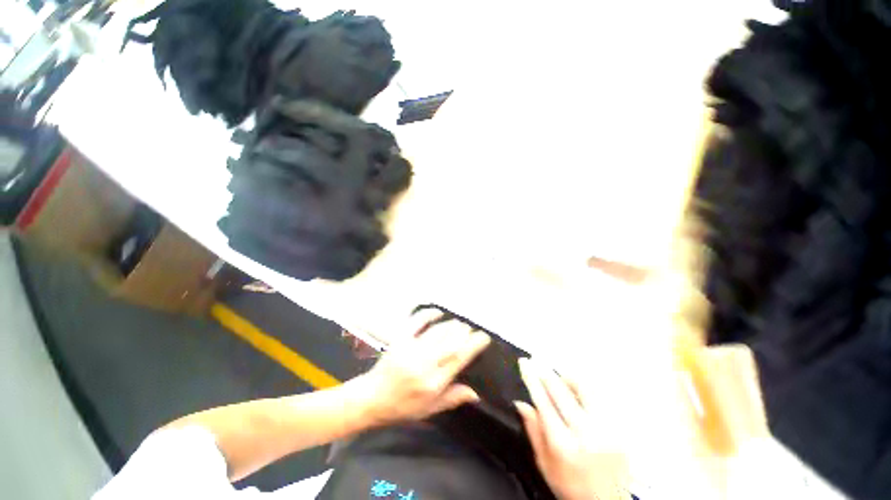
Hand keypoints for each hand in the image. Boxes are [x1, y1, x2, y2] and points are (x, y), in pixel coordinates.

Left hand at [357, 310, 490, 426]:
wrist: (371, 398)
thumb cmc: (402, 407)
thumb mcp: (429, 409)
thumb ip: (453, 398)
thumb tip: (476, 392)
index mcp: (433, 382)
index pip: (458, 359)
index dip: (473, 345)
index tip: (483, 337)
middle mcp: (424, 364)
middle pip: (450, 341)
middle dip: (464, 332)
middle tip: (470, 329)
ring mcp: (411, 349)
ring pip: (437, 331)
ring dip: (450, 325)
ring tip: (458, 323)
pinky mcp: (400, 340)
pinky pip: (416, 322)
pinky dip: (428, 314)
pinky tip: (437, 312)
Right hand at [517, 359, 629, 499]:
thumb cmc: (570, 486)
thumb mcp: (544, 463)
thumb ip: (533, 430)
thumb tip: (520, 402)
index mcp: (563, 445)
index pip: (543, 401)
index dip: (532, 378)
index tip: (525, 363)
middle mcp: (586, 433)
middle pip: (561, 390)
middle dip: (546, 372)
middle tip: (537, 361)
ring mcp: (606, 429)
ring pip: (584, 387)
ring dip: (566, 377)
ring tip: (558, 377)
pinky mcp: (619, 428)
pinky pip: (599, 397)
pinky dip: (584, 388)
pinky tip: (577, 389)